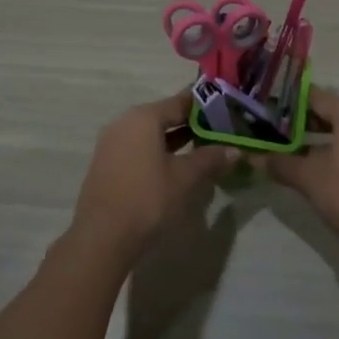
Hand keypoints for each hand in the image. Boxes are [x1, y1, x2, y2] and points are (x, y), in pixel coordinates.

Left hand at [72, 93, 236, 259]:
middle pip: (163, 116)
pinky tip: (175, 168)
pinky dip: (158, 153)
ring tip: (202, 150)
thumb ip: (210, 159)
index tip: (226, 111)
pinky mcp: (107, 164)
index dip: (205, 106)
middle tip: (218, 133)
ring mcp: (112, 143)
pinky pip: (138, 149)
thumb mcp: (185, 178)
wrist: (102, 237)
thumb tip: (235, 150)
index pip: (179, 102)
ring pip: (150, 134)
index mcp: (143, 117)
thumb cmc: (148, 199)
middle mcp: (124, 122)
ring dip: (175, 140)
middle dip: (191, 125)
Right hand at [265, 88, 338, 254]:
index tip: (267, 112)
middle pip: (331, 112)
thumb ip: (280, 163)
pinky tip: (322, 170)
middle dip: (303, 123)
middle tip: (275, 133)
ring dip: (321, 140)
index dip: (288, 103)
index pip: (314, 96)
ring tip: (294, 152)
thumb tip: (253, 157)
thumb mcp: (309, 178)